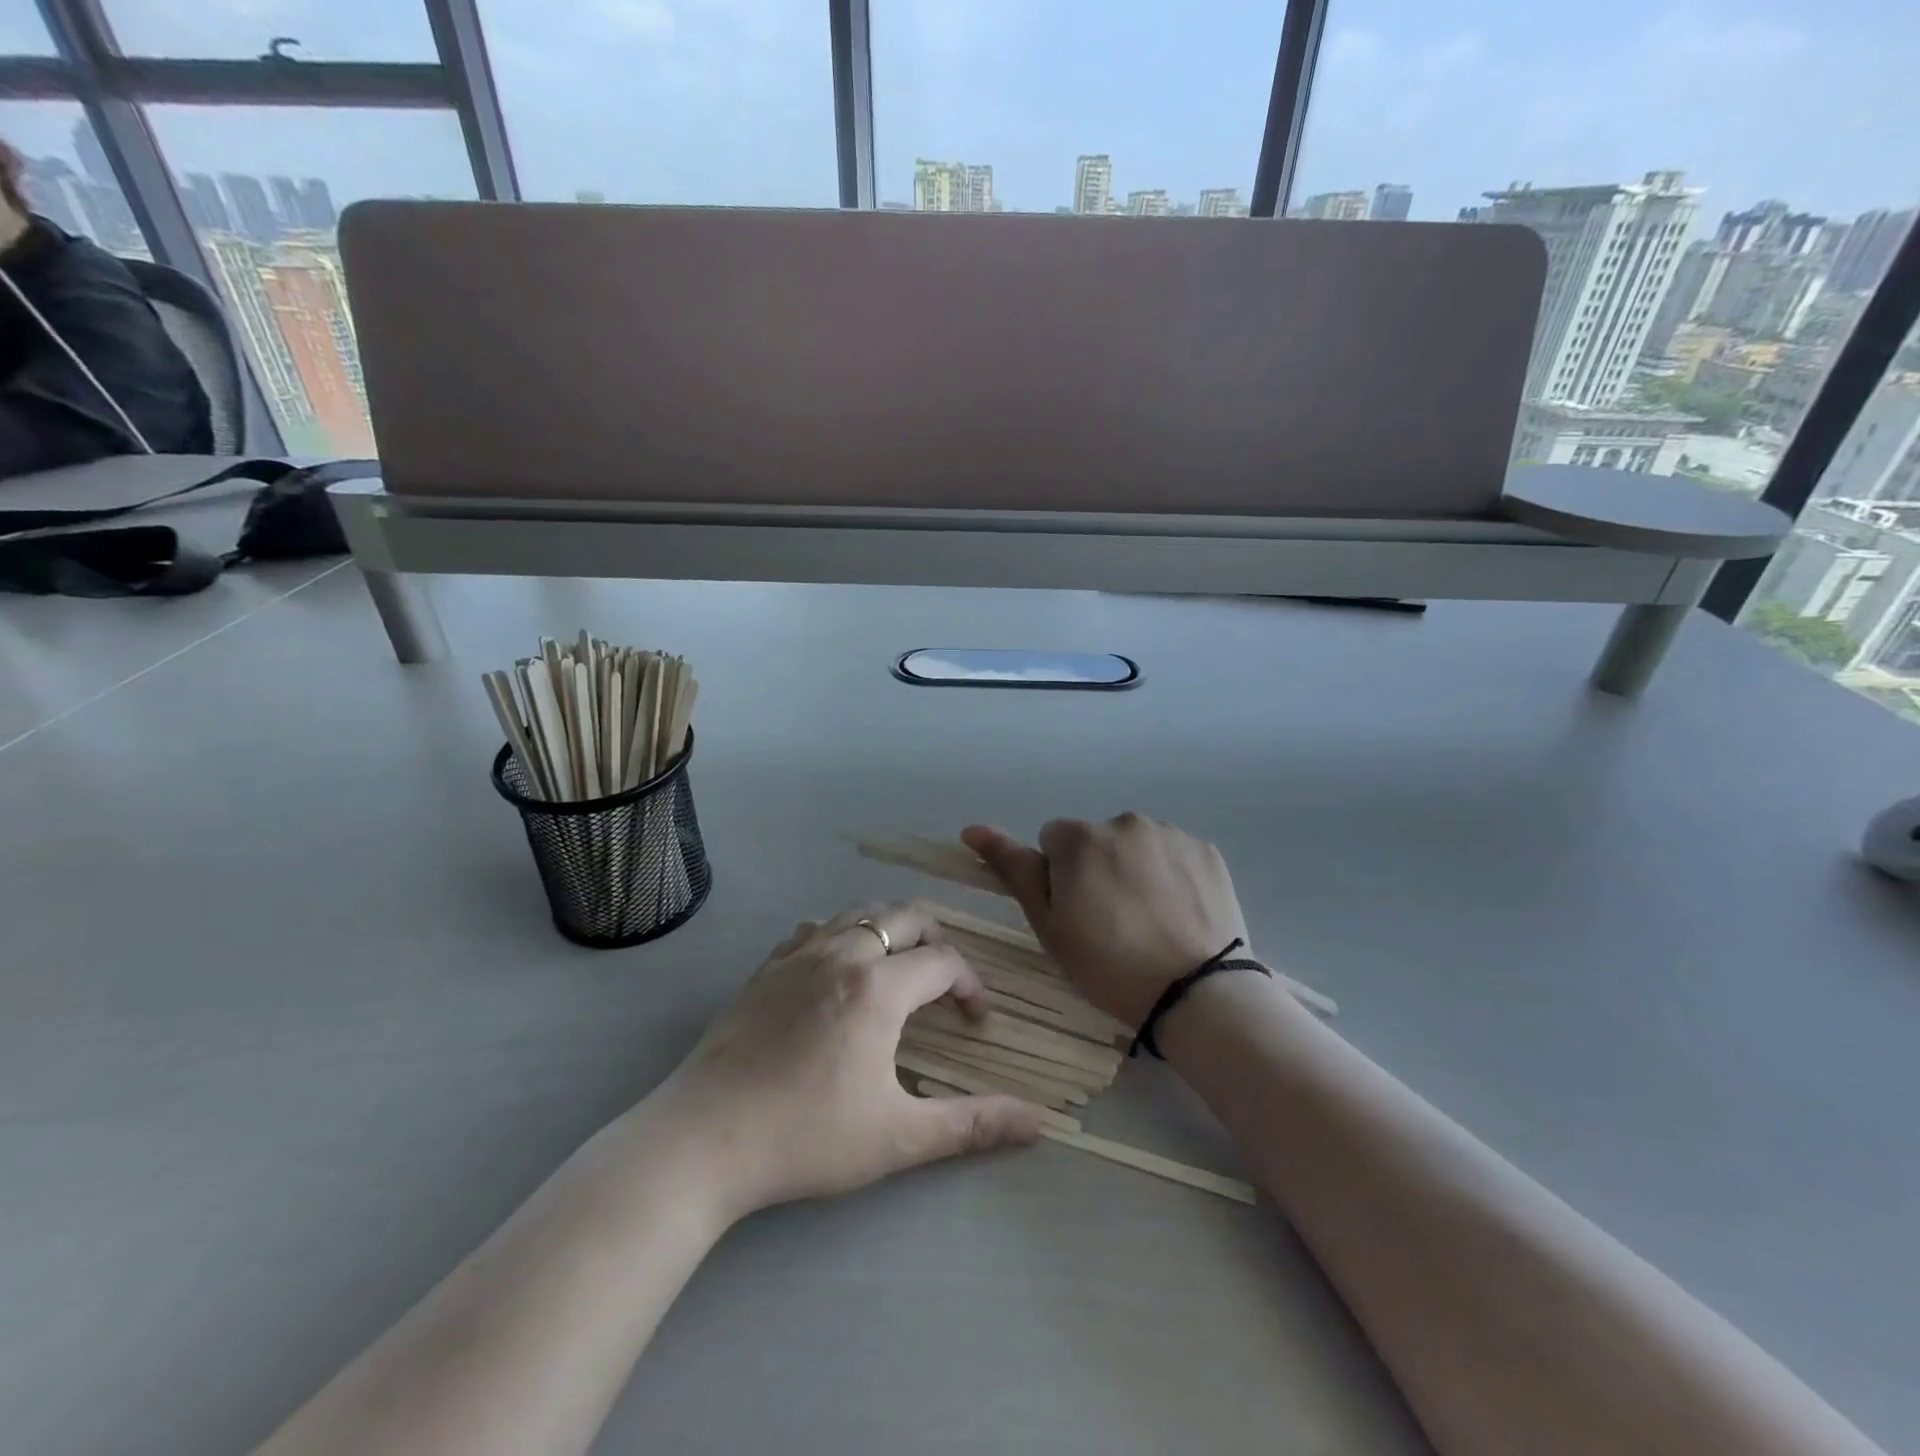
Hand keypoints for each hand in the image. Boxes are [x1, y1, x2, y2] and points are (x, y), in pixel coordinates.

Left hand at [646, 901, 1040, 1221]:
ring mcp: (798, 954)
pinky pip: (816, 928)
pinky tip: (838, 970)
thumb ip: (971, 1124)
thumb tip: (1038, 1122)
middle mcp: (842, 953)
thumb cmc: (806, 1137)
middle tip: (943, 982)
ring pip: (860, 913)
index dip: (970, 984)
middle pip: (905, 916)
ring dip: (891, 930)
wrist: (702, 1139)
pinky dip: (842, 934)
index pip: (944, 961)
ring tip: (899, 969)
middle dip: (937, 940)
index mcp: (879, 986)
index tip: (974, 1020)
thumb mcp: (898, 1137)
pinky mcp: (766, 967)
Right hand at [961, 815, 1249, 1029]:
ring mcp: (1171, 833)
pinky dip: (1170, 875)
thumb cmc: (1109, 964)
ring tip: (1149, 920)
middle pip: (1095, 841)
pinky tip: (1178, 912)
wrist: (1196, 993)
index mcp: (1080, 837)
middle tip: (1112, 922)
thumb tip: (973, 829)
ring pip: (1135, 846)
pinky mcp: (1206, 850)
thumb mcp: (1048, 925)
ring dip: (1133, 869)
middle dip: (1096, 869)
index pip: (1052, 842)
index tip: (1076, 915)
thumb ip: (1014, 869)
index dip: (1058, 879)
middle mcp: (1125, 821)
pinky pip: (1173, 854)